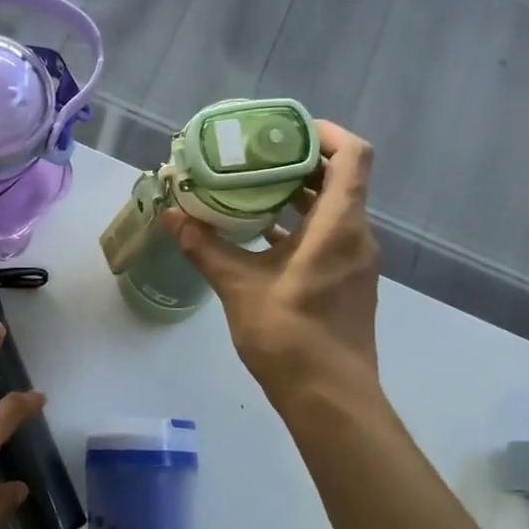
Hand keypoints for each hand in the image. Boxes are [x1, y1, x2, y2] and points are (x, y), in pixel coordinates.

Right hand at [166, 121, 382, 405]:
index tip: (283, 130)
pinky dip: (299, 225)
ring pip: (333, 209)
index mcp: (339, 227)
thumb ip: (205, 246)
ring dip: (296, 194)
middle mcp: (356, 236)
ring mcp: (355, 261)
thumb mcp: (239, 286)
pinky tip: (259, 233)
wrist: (330, 399)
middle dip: (298, 161)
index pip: (352, 156)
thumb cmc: (289, 336)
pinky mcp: (347, 281)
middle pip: (340, 179)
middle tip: (252, 155)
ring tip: (249, 187)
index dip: (324, 132)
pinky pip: (328, 236)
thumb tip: (171, 215)